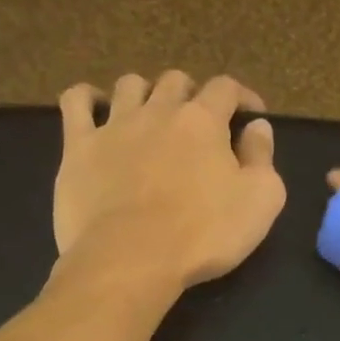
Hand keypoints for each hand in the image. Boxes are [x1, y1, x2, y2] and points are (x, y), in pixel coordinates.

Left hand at [51, 71, 285, 294]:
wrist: (132, 259)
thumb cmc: (205, 234)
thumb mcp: (260, 202)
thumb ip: (263, 158)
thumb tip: (259, 127)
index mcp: (204, 121)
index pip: (226, 88)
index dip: (242, 97)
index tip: (251, 116)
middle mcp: (158, 111)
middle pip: (177, 82)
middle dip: (193, 95)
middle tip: (201, 124)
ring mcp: (114, 125)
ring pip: (130, 85)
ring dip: (146, 93)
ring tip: (153, 117)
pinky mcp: (78, 147)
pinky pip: (76, 102)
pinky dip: (88, 97)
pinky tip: (96, 107)